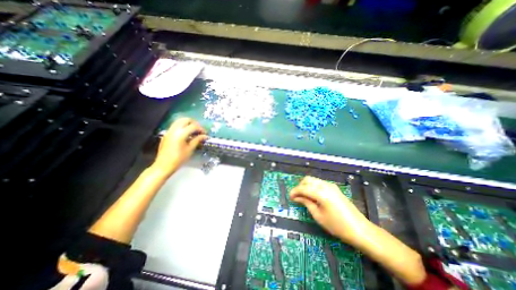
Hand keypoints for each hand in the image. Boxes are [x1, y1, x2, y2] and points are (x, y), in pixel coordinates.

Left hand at [152, 117, 207, 176]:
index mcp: (181, 134)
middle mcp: (174, 130)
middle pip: (185, 120)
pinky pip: (175, 125)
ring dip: (188, 123)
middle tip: (199, 130)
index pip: (193, 126)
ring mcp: (169, 131)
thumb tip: (205, 136)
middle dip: (194, 123)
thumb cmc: (179, 158)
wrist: (163, 165)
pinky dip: (182, 126)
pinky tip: (186, 134)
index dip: (201, 129)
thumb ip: (197, 140)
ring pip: (179, 121)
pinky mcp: (167, 134)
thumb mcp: (190, 149)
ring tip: (193, 131)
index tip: (205, 133)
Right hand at [290, 176, 370, 245]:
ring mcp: (331, 185)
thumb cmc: (337, 226)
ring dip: (306, 186)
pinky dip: (313, 187)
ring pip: (313, 180)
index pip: (303, 188)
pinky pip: (319, 183)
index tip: (290, 197)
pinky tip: (312, 196)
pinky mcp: (334, 188)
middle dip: (300, 186)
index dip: (294, 191)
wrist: (360, 229)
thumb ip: (306, 203)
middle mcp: (325, 185)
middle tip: (297, 197)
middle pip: (307, 179)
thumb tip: (296, 197)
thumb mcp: (318, 216)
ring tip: (303, 197)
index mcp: (321, 193)